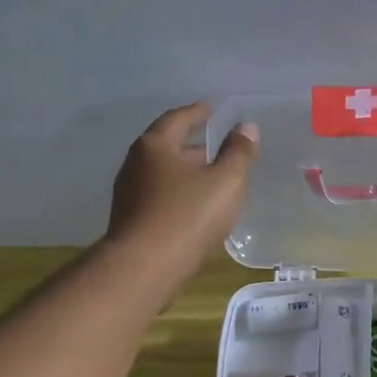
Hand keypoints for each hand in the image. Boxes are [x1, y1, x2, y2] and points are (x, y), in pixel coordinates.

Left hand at [106, 102, 258, 290]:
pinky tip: (194, 210)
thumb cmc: (188, 216)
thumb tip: (247, 127)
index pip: (178, 119)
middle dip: (192, 146)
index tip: (212, 110)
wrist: (145, 267)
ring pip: (162, 175)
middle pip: (167, 147)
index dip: (198, 113)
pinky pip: (159, 198)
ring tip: (210, 181)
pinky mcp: (131, 221)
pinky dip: (178, 196)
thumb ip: (239, 153)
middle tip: (216, 149)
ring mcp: (129, 194)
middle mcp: (136, 164)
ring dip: (185, 174)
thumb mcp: (225, 182)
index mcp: (156, 146)